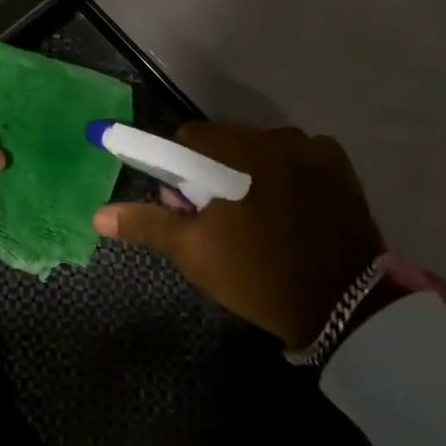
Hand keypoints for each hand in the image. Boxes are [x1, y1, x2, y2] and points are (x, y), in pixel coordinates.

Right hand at [93, 124, 384, 349]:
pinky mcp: (339, 163)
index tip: (185, 202)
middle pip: (224, 142)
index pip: (188, 138)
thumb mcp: (194, 252)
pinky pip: (295, 157)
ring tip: (256, 220)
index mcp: (237, 152)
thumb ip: (146, 223)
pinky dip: (285, 175)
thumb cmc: (258, 277)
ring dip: (249, 172)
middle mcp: (275, 137)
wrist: (346, 309)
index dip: (177, 167)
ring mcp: (312, 148)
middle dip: (212, 172)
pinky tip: (290, 211)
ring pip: (259, 149)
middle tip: (218, 219)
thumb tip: (98, 214)